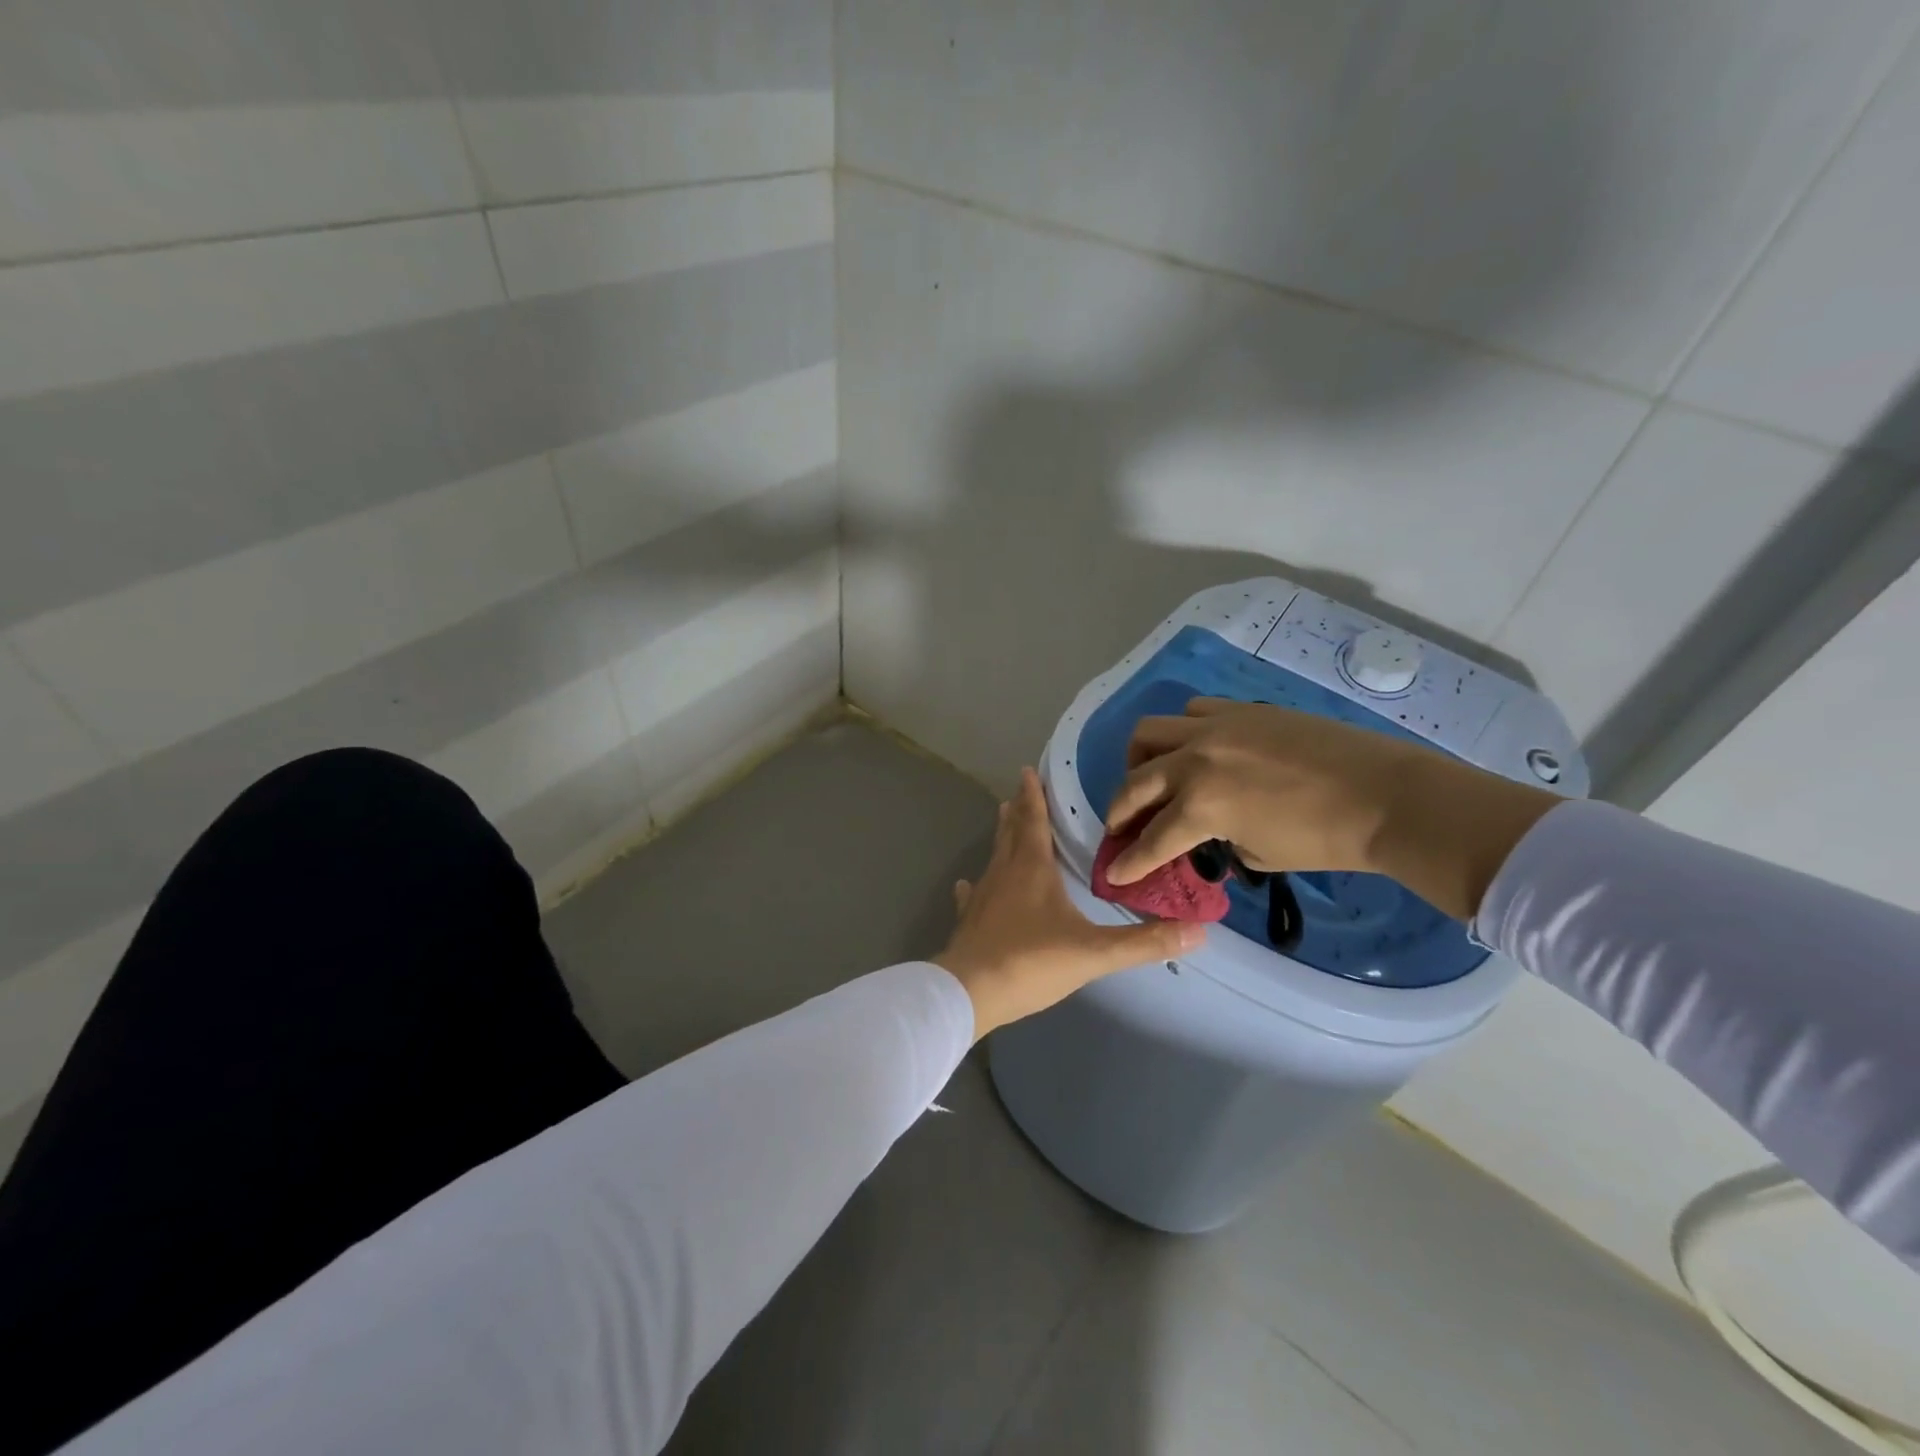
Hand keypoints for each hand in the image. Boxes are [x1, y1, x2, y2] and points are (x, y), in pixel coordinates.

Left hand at [936, 767, 1204, 1039]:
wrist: (970, 992)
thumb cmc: (1031, 962)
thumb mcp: (1094, 953)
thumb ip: (1144, 942)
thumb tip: (1198, 931)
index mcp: (1032, 868)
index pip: (1034, 821)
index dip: (1033, 796)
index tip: (1029, 772)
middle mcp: (1004, 872)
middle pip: (1012, 832)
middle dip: (1019, 810)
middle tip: (1020, 790)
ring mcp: (982, 895)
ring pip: (994, 856)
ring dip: (1002, 838)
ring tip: (1003, 820)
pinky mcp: (968, 919)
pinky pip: (972, 894)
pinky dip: (973, 885)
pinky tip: (967, 884)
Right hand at [1104, 699, 1410, 883]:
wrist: (1386, 796)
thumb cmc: (1326, 840)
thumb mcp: (1261, 856)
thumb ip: (1221, 843)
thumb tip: (1209, 834)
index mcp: (1202, 806)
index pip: (1151, 840)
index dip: (1129, 863)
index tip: (1113, 874)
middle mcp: (1196, 761)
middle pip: (1134, 783)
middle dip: (1118, 811)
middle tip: (1119, 827)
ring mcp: (1216, 728)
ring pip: (1150, 732)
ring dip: (1139, 760)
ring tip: (1148, 776)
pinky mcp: (1241, 711)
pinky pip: (1192, 711)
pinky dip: (1184, 732)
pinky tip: (1197, 749)